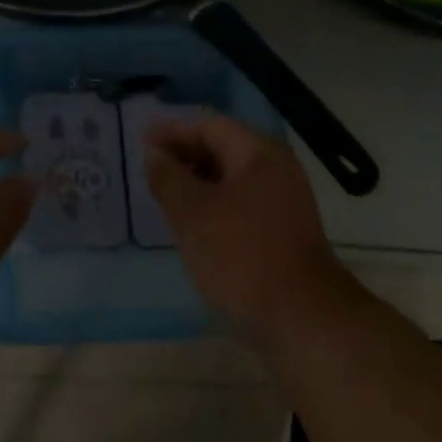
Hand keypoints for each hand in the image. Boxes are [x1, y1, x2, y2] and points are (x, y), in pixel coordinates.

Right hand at [145, 114, 350, 335]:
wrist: (300, 315)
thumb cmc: (240, 255)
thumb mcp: (192, 213)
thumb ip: (169, 177)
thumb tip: (154, 154)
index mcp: (259, 153)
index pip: (210, 126)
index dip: (173, 131)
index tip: (141, 142)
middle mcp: (277, 168)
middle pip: (224, 147)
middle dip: (185, 154)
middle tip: (150, 169)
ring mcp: (285, 199)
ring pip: (232, 176)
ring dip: (198, 180)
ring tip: (166, 194)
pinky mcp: (284, 228)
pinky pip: (242, 200)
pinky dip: (214, 201)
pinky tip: (194, 221)